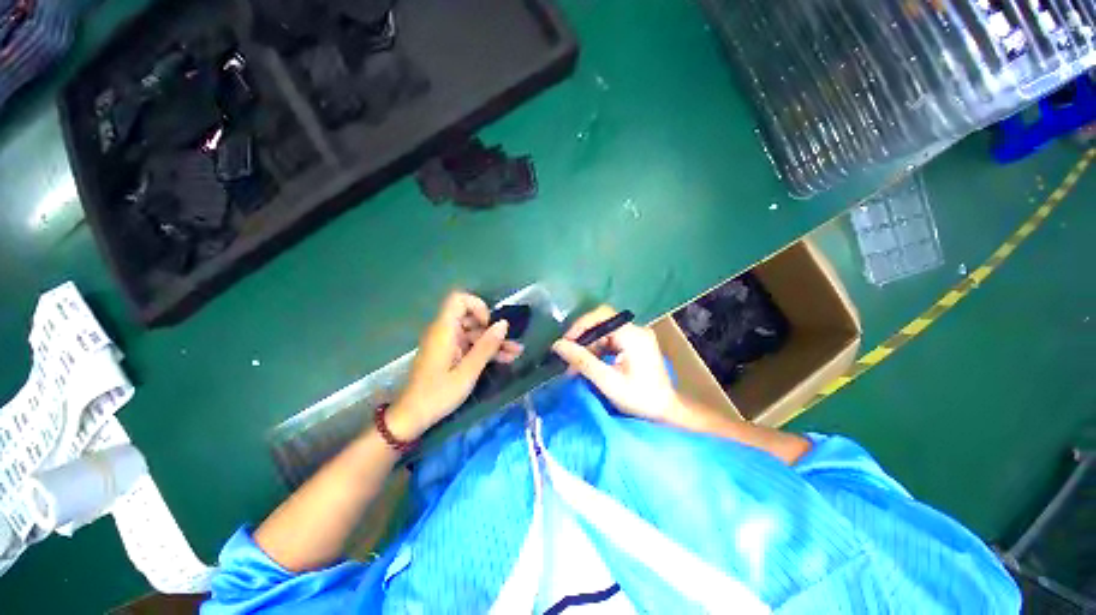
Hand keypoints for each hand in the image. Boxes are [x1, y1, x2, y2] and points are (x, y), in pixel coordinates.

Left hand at [388, 291, 522, 440]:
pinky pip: (469, 346)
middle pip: (471, 319)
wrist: (412, 417)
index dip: (477, 307)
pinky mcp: (449, 355)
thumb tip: (504, 324)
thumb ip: (486, 346)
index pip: (459, 300)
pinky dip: (485, 351)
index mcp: (444, 331)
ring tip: (516, 353)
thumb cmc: (438, 394)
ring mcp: (447, 344)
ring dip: (494, 342)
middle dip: (493, 329)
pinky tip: (505, 359)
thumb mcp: (467, 372)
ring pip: (474, 334)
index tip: (489, 325)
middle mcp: (445, 332)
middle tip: (510, 343)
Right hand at [551, 306, 680, 422]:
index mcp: (633, 335)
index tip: (565, 343)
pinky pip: (610, 340)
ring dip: (588, 347)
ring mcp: (637, 336)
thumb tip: (558, 345)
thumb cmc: (639, 399)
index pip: (602, 316)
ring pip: (604, 333)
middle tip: (567, 358)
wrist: (666, 412)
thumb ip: (582, 361)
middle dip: (582, 339)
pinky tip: (589, 365)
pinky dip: (597, 351)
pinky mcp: (635, 344)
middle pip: (602, 324)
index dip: (580, 325)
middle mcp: (636, 330)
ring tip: (575, 367)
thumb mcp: (608, 382)